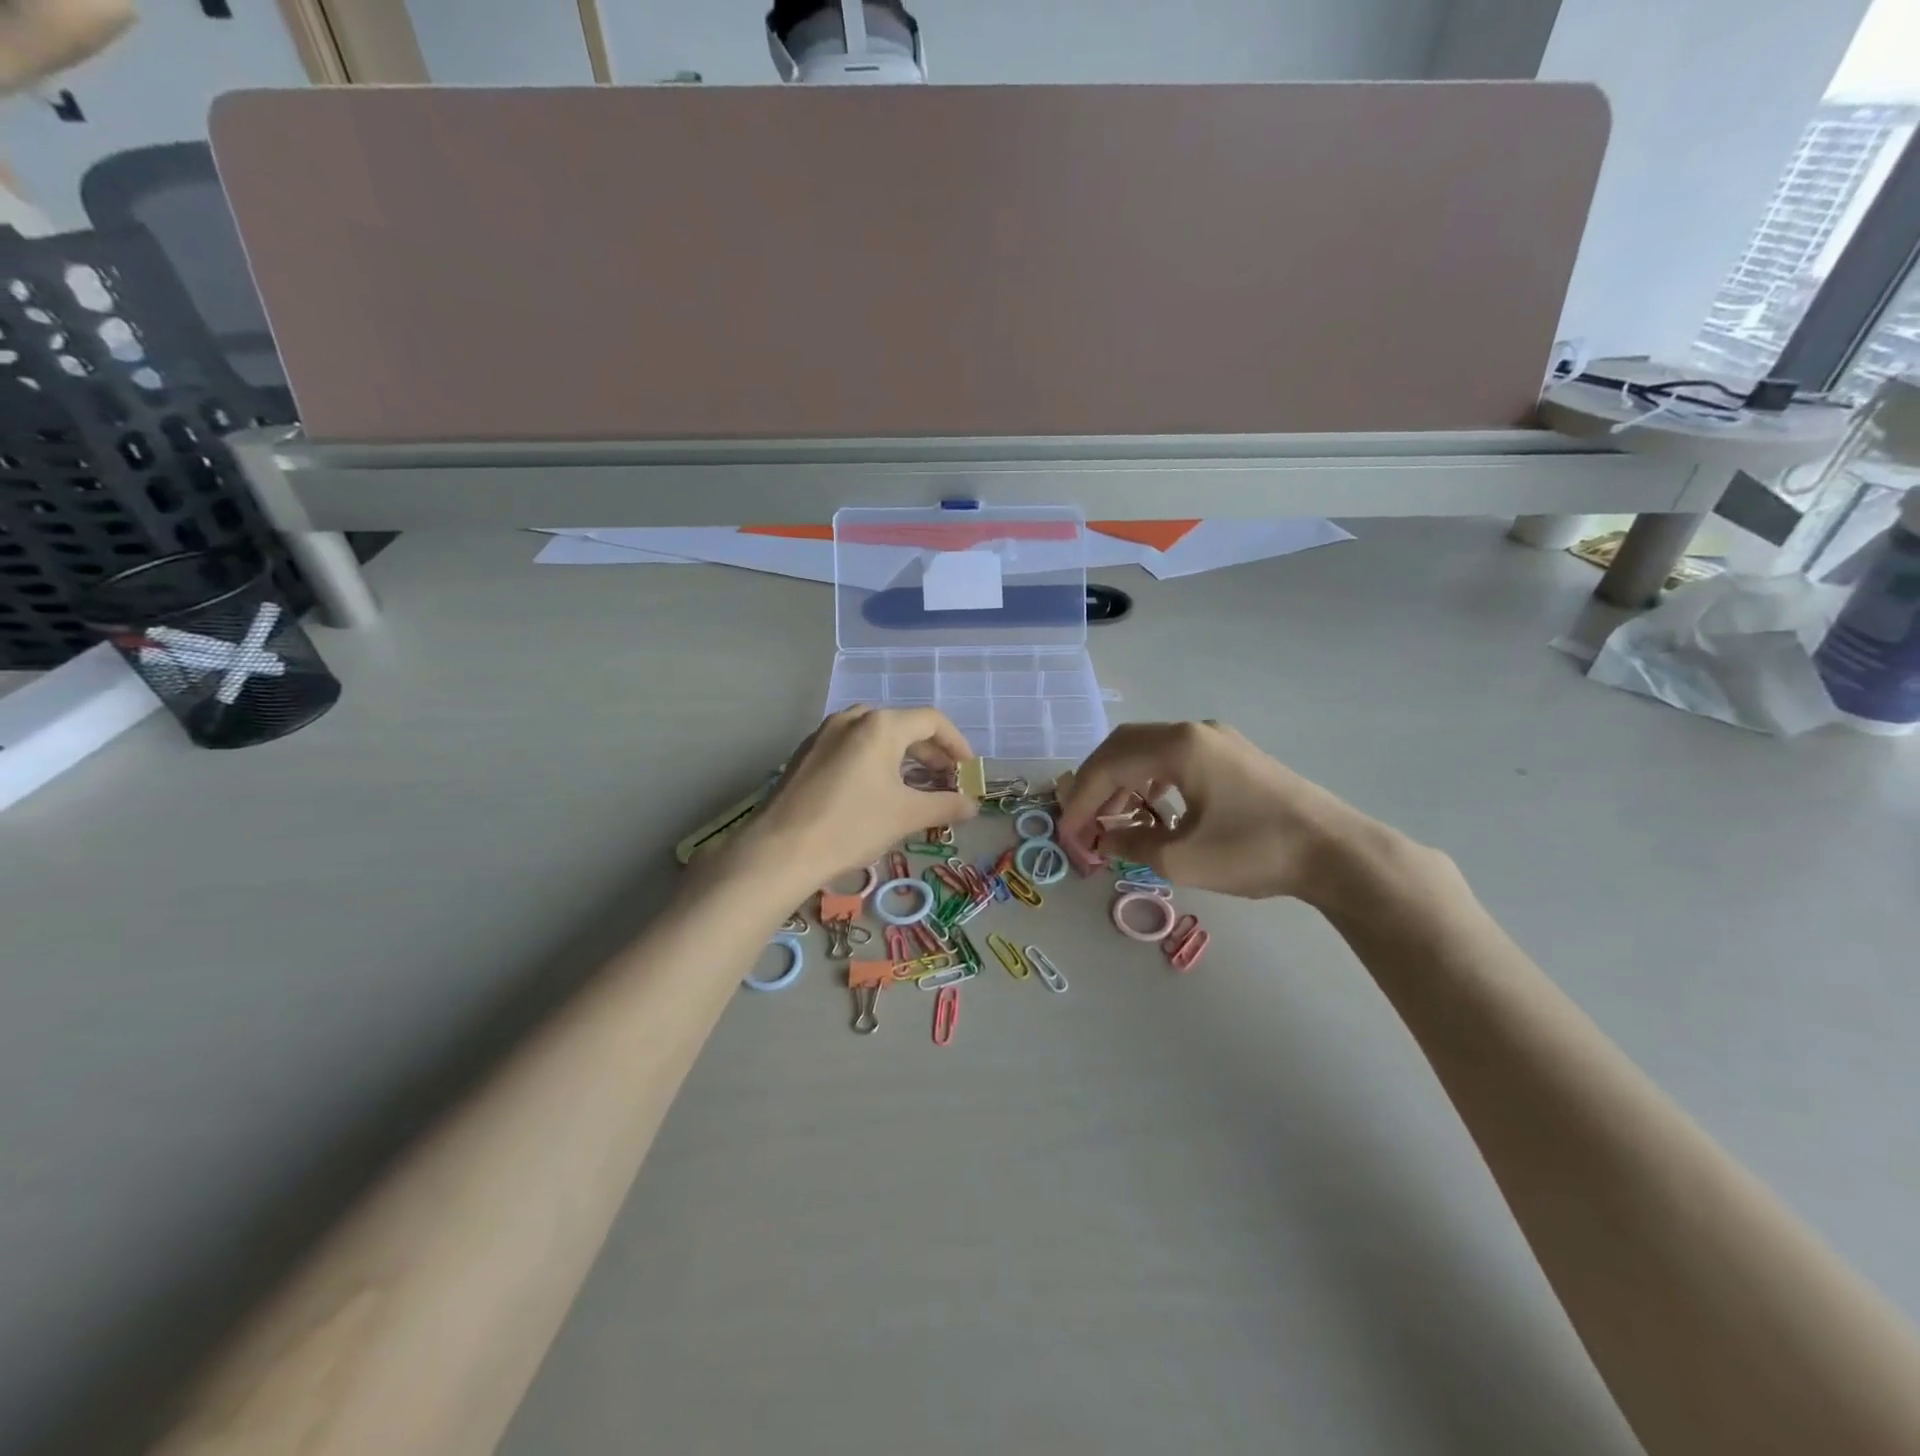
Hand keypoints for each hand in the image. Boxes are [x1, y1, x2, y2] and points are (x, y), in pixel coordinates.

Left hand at [744, 707, 976, 892]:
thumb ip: (946, 805)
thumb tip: (973, 805)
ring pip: (875, 737)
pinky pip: (851, 747)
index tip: (968, 770)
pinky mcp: (806, 754)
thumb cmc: (851, 826)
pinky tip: (876, 792)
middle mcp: (852, 719)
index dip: (956, 743)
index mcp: (880, 725)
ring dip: (902, 759)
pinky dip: (874, 762)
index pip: (931, 721)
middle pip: (903, 726)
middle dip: (930, 754)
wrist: (780, 850)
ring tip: (915, 788)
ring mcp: (824, 734)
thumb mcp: (906, 816)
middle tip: (945, 782)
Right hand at [1058, 721, 1404, 906]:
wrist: (1336, 852)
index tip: (1068, 833)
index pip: (1109, 765)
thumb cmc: (1254, 852)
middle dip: (1096, 783)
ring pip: (1149, 750)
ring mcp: (1217, 739)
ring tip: (1114, 820)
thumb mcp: (1182, 858)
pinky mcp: (1233, 754)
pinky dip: (1151, 780)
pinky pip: (1175, 758)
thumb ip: (1132, 844)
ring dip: (1123, 781)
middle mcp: (1193, 731)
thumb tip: (1103, 839)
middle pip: (1124, 746)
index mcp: (1178, 746)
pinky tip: (1153, 810)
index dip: (1081, 800)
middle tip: (1083, 820)